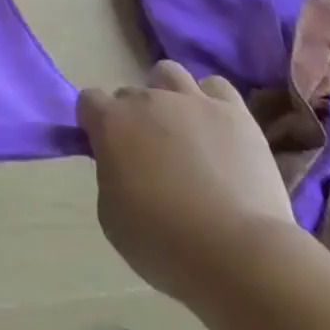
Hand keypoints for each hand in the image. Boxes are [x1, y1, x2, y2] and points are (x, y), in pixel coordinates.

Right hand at [78, 62, 295, 304]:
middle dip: (134, 118)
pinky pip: (216, 87)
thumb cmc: (165, 244)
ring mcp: (192, 101)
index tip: (105, 150)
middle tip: (149, 155)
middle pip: (130, 94)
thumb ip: (109, 176)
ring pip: (168, 74)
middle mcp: (147, 100)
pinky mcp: (234, 113)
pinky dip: (211, 101)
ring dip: (167, 95)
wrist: (239, 255)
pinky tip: (216, 127)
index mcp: (112, 123)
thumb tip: (120, 164)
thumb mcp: (112, 217)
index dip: (94, 124)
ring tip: (181, 128)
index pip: (89, 101)